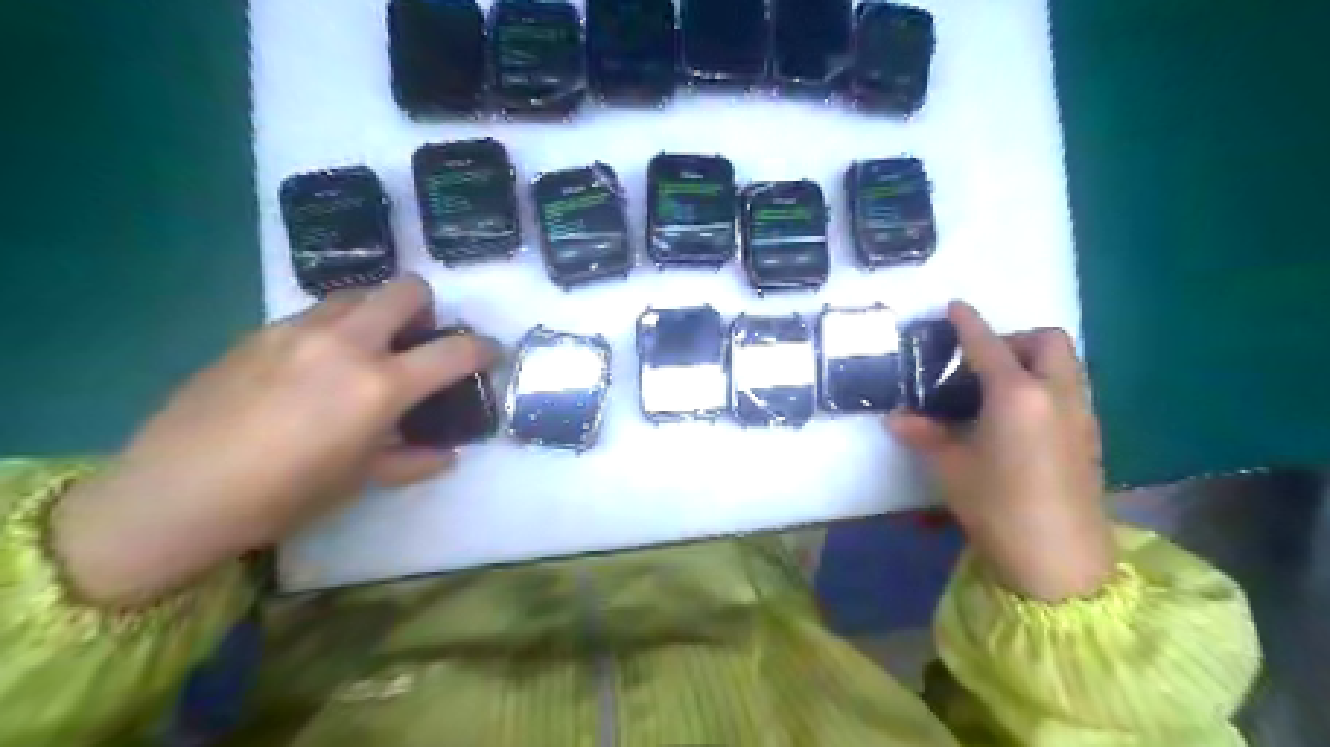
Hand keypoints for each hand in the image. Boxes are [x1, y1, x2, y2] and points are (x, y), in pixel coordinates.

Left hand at [51, 276, 491, 602]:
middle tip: (420, 341)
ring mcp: (298, 330)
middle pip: (405, 290)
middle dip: (427, 309)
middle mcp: (346, 343)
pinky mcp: (259, 332)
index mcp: (380, 385)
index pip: (454, 350)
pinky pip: (314, 313)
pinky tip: (316, 366)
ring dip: (377, 313)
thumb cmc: (284, 496)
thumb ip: (413, 459)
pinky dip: (334, 327)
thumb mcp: (362, 481)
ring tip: (368, 349)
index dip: (483, 349)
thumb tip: (446, 454)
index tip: (489, 354)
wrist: (174, 493)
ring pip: (357, 293)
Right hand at [893, 300, 1113, 597]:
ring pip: (1065, 364)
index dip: (968, 322)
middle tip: (982, 364)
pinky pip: (1070, 390)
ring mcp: (1080, 414)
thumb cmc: (997, 505)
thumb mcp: (951, 467)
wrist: (1060, 559)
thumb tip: (896, 418)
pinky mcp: (1090, 436)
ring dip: (1034, 360)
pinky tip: (1018, 420)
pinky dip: (1045, 386)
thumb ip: (924, 434)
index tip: (955, 306)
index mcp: (1017, 394)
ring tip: (997, 390)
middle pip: (1047, 340)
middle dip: (1015, 338)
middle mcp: (1055, 393)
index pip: (988, 344)